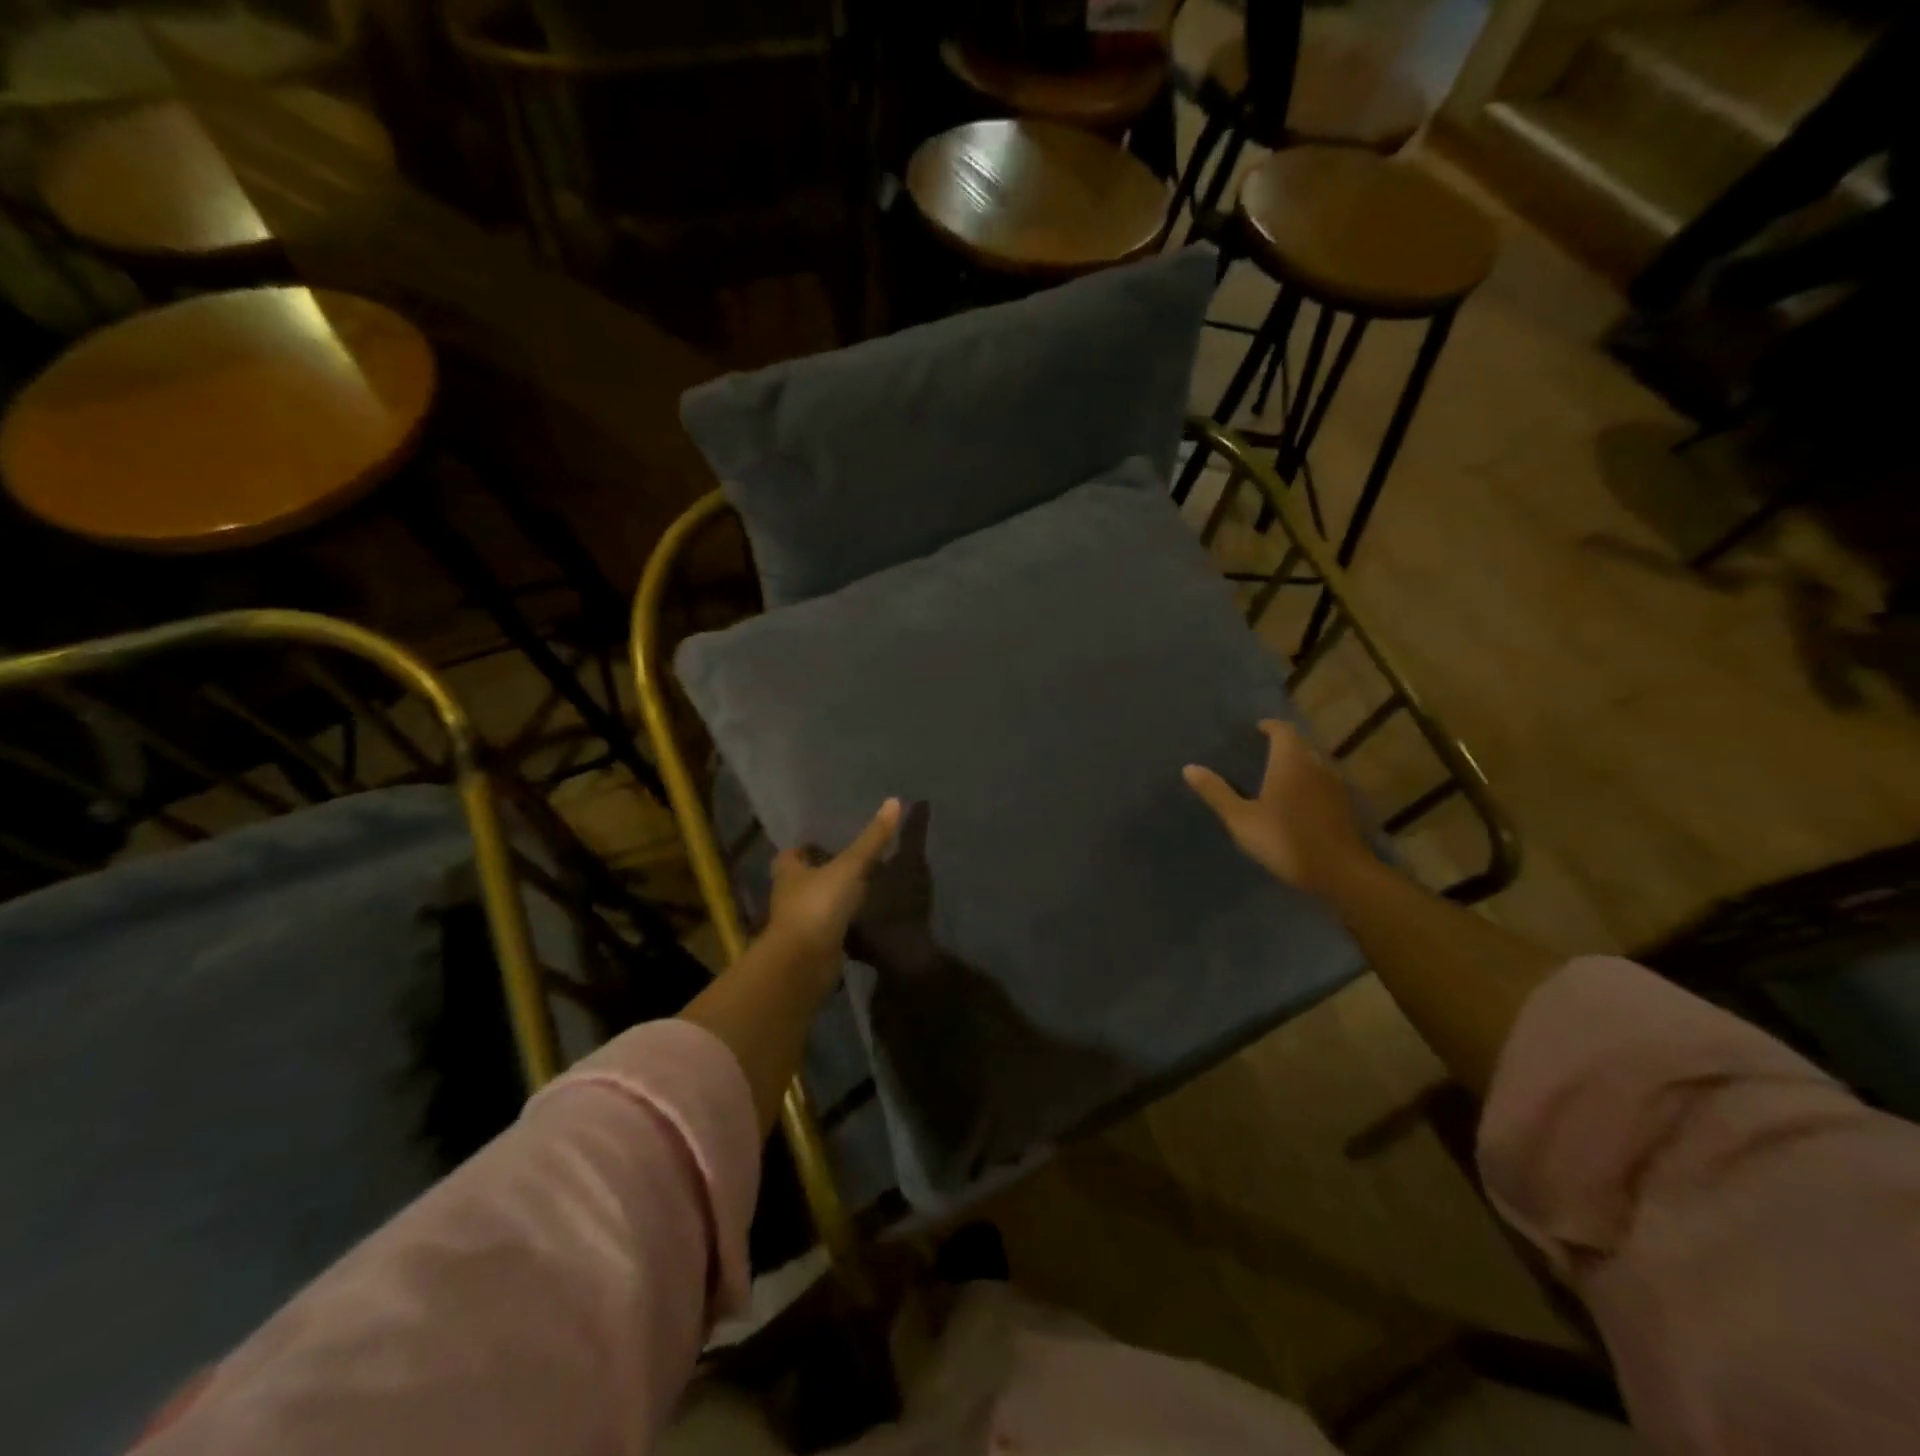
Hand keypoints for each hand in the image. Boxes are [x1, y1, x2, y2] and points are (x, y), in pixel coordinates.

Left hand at [767, 798, 903, 964]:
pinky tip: (863, 922)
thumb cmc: (819, 905)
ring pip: (817, 906)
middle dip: (822, 873)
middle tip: (851, 864)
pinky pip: (830, 931)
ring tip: (863, 891)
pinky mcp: (813, 948)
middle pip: (803, 880)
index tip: (826, 842)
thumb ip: (872, 838)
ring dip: (833, 901)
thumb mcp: (850, 866)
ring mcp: (800, 925)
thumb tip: (895, 800)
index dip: (806, 848)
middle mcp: (789, 897)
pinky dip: (842, 927)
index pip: (792, 854)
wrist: (805, 963)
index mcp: (789, 872)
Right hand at [1183, 721, 1370, 896]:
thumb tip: (1189, 768)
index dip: (1269, 727)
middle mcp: (1315, 765)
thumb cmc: (1285, 840)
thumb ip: (1217, 792)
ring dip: (1297, 763)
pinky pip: (1322, 782)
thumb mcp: (1241, 819)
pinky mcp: (1343, 806)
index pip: (1282, 730)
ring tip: (1275, 775)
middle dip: (1283, 744)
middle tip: (1260, 752)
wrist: (1339, 872)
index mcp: (1290, 762)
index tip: (1255, 730)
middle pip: (1300, 744)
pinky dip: (1308, 782)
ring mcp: (1333, 786)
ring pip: (1314, 763)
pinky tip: (1295, 800)